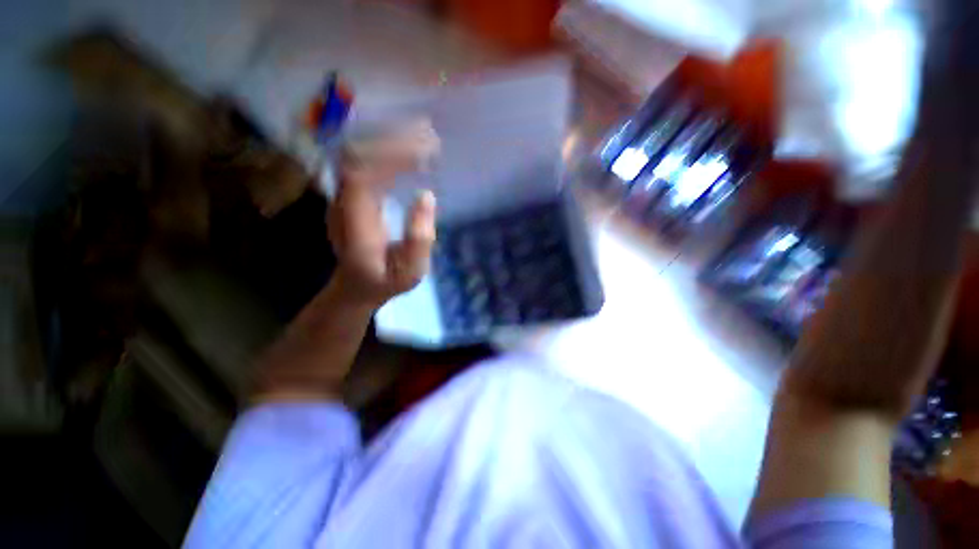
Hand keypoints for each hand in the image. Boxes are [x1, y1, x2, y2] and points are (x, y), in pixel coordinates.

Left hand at [328, 119, 439, 305]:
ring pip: (358, 154)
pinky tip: (411, 151)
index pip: (360, 175)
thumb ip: (419, 240)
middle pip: (355, 156)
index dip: (388, 158)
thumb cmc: (386, 281)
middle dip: (392, 141)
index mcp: (353, 224)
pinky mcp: (351, 194)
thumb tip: (427, 195)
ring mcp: (342, 196)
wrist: (356, 284)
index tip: (423, 153)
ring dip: (390, 141)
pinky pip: (365, 162)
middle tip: (429, 137)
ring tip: (424, 136)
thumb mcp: (410, 272)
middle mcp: (341, 202)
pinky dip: (388, 152)